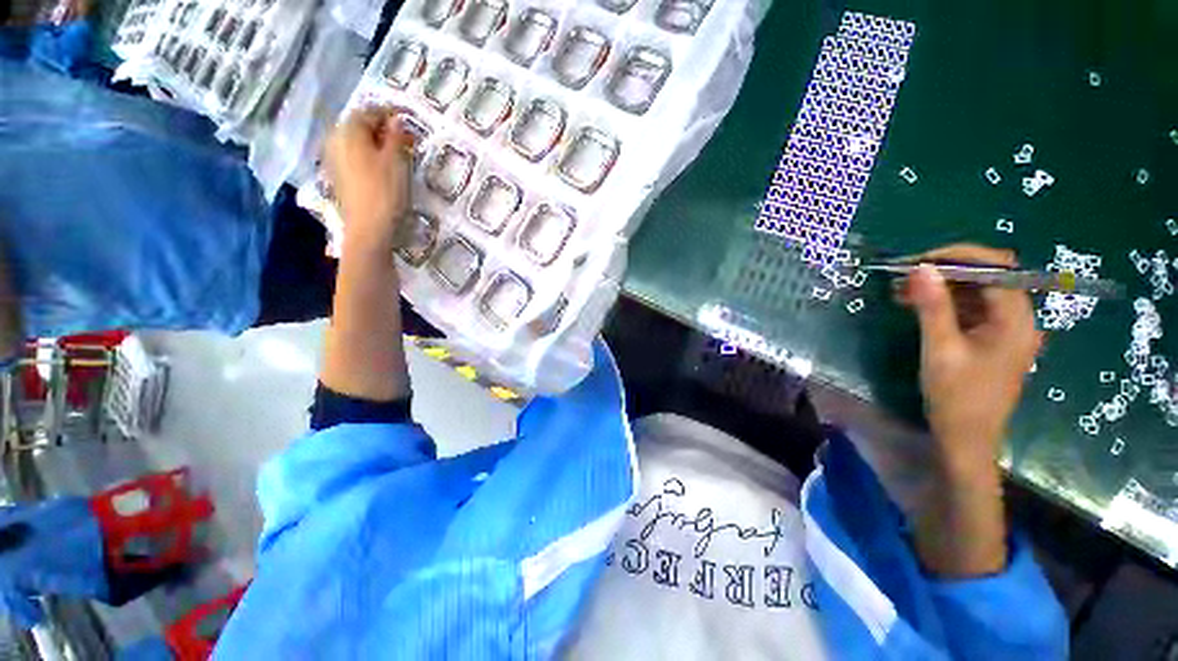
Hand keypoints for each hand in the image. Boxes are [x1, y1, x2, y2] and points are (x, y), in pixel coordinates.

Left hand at [323, 107, 414, 250]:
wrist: (368, 228)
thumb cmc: (384, 191)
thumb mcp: (396, 160)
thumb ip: (396, 136)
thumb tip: (397, 120)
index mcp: (349, 131)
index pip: (369, 112)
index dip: (389, 114)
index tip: (407, 120)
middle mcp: (335, 139)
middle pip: (359, 126)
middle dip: (381, 129)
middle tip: (404, 138)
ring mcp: (333, 158)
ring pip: (356, 142)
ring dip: (375, 143)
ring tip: (395, 153)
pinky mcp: (337, 176)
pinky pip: (353, 156)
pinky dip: (367, 156)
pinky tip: (381, 167)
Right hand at [898, 244, 1042, 478]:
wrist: (966, 438)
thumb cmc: (956, 396)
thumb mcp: (940, 349)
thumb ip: (933, 307)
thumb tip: (921, 268)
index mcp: (1015, 320)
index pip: (996, 268)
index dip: (958, 257)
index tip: (919, 261)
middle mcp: (1017, 318)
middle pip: (987, 277)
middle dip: (946, 271)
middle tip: (904, 278)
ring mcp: (1005, 329)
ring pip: (976, 292)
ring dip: (941, 287)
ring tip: (902, 292)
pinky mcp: (992, 339)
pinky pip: (971, 309)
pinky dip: (945, 303)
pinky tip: (917, 306)